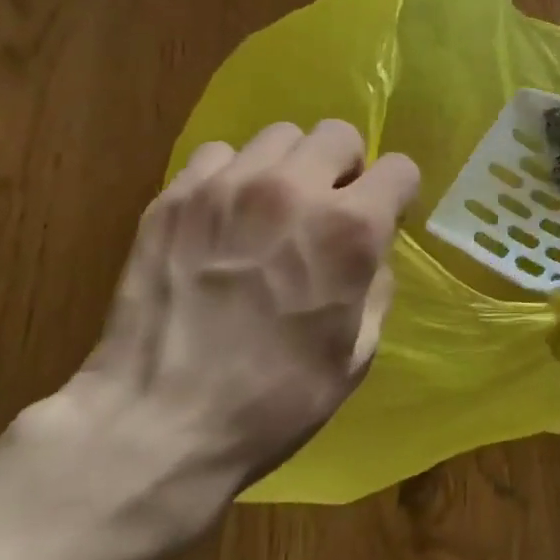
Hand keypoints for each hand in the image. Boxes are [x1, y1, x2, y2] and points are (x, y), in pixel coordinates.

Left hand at [19, 122, 419, 546]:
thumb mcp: (358, 353)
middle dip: (344, 167)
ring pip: (278, 136)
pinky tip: (223, 219)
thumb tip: (370, 253)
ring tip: (272, 209)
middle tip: (328, 208)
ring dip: (289, 167)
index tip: (385, 216)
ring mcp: (227, 187)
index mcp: (349, 230)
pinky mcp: (174, 197)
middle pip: (337, 133)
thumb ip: (375, 285)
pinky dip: (231, 177)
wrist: (159, 425)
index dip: (397, 193)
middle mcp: (293, 190)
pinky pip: (218, 155)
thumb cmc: (276, 400)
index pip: (400, 167)